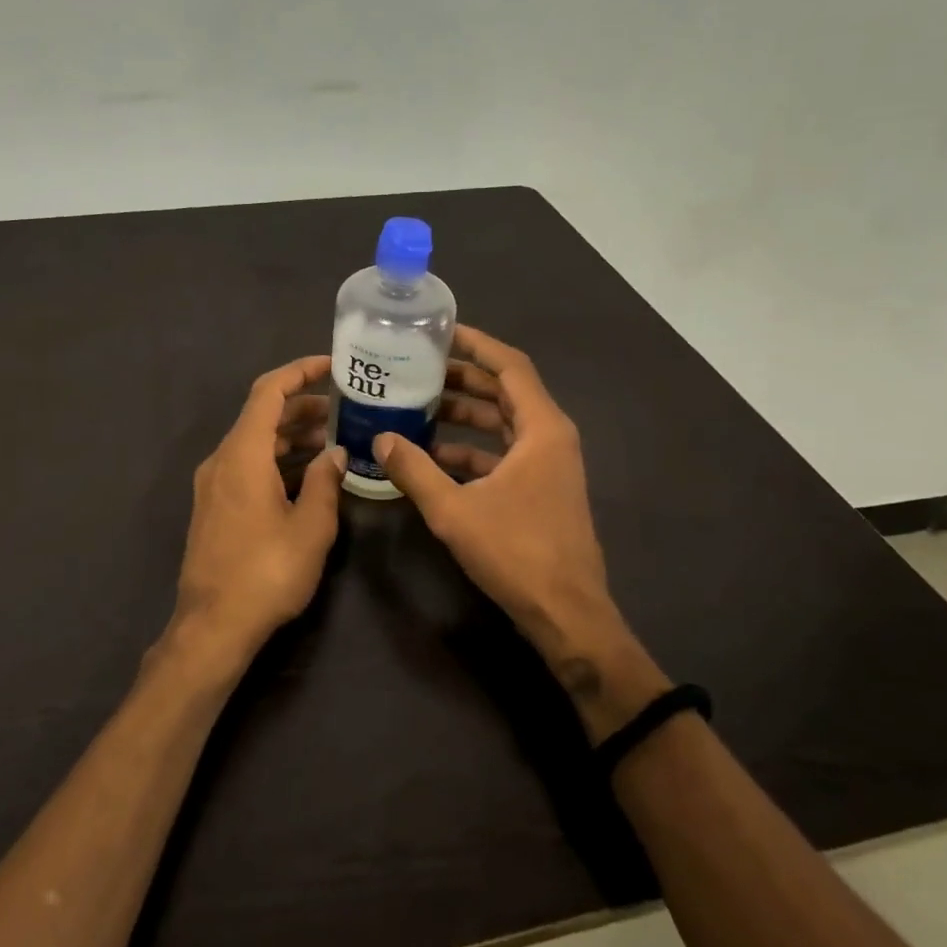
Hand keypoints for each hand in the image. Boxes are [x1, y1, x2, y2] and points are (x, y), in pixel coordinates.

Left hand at [169, 356, 346, 675]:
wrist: (213, 625)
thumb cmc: (267, 572)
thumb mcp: (311, 527)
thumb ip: (325, 482)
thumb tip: (335, 453)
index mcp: (243, 454)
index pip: (268, 392)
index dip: (299, 372)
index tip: (331, 366)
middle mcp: (222, 459)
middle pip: (260, 415)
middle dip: (301, 406)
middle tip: (342, 410)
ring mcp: (213, 483)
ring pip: (253, 442)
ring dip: (290, 435)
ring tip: (331, 440)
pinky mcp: (213, 506)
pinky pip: (246, 465)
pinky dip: (275, 459)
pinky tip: (305, 475)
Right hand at [374, 327, 665, 738]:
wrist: (567, 613)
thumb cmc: (516, 553)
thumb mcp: (454, 510)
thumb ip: (414, 470)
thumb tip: (380, 439)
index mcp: (541, 429)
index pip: (510, 366)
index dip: (476, 344)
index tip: (440, 332)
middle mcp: (550, 437)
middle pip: (506, 390)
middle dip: (463, 378)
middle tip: (418, 369)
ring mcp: (548, 464)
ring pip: (503, 423)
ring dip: (465, 414)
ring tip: (419, 406)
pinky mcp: (540, 488)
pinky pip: (503, 452)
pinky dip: (472, 448)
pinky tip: (434, 456)